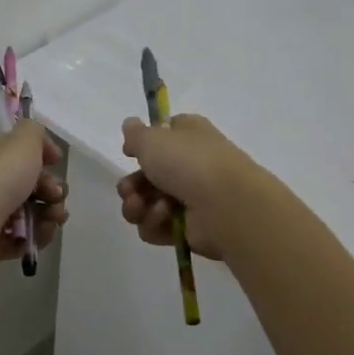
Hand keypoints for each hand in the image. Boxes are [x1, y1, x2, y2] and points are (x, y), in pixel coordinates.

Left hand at [0, 119, 68, 282]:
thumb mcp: (22, 141)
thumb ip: (35, 132)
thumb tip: (42, 148)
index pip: (20, 152)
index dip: (43, 156)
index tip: (57, 163)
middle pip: (28, 184)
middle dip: (52, 190)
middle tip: (57, 197)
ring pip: (27, 213)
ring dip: (48, 215)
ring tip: (52, 220)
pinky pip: (18, 238)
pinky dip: (34, 237)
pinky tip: (40, 237)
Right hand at [116, 113, 258, 260]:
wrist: (225, 205)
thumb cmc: (189, 162)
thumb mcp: (152, 138)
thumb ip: (135, 134)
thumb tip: (131, 125)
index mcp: (188, 136)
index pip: (163, 136)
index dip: (143, 145)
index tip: (129, 152)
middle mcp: (190, 165)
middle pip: (147, 176)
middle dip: (131, 185)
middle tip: (128, 190)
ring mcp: (190, 199)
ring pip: (147, 204)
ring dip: (137, 206)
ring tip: (140, 207)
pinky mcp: (188, 229)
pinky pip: (157, 227)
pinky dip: (154, 223)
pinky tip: (163, 218)